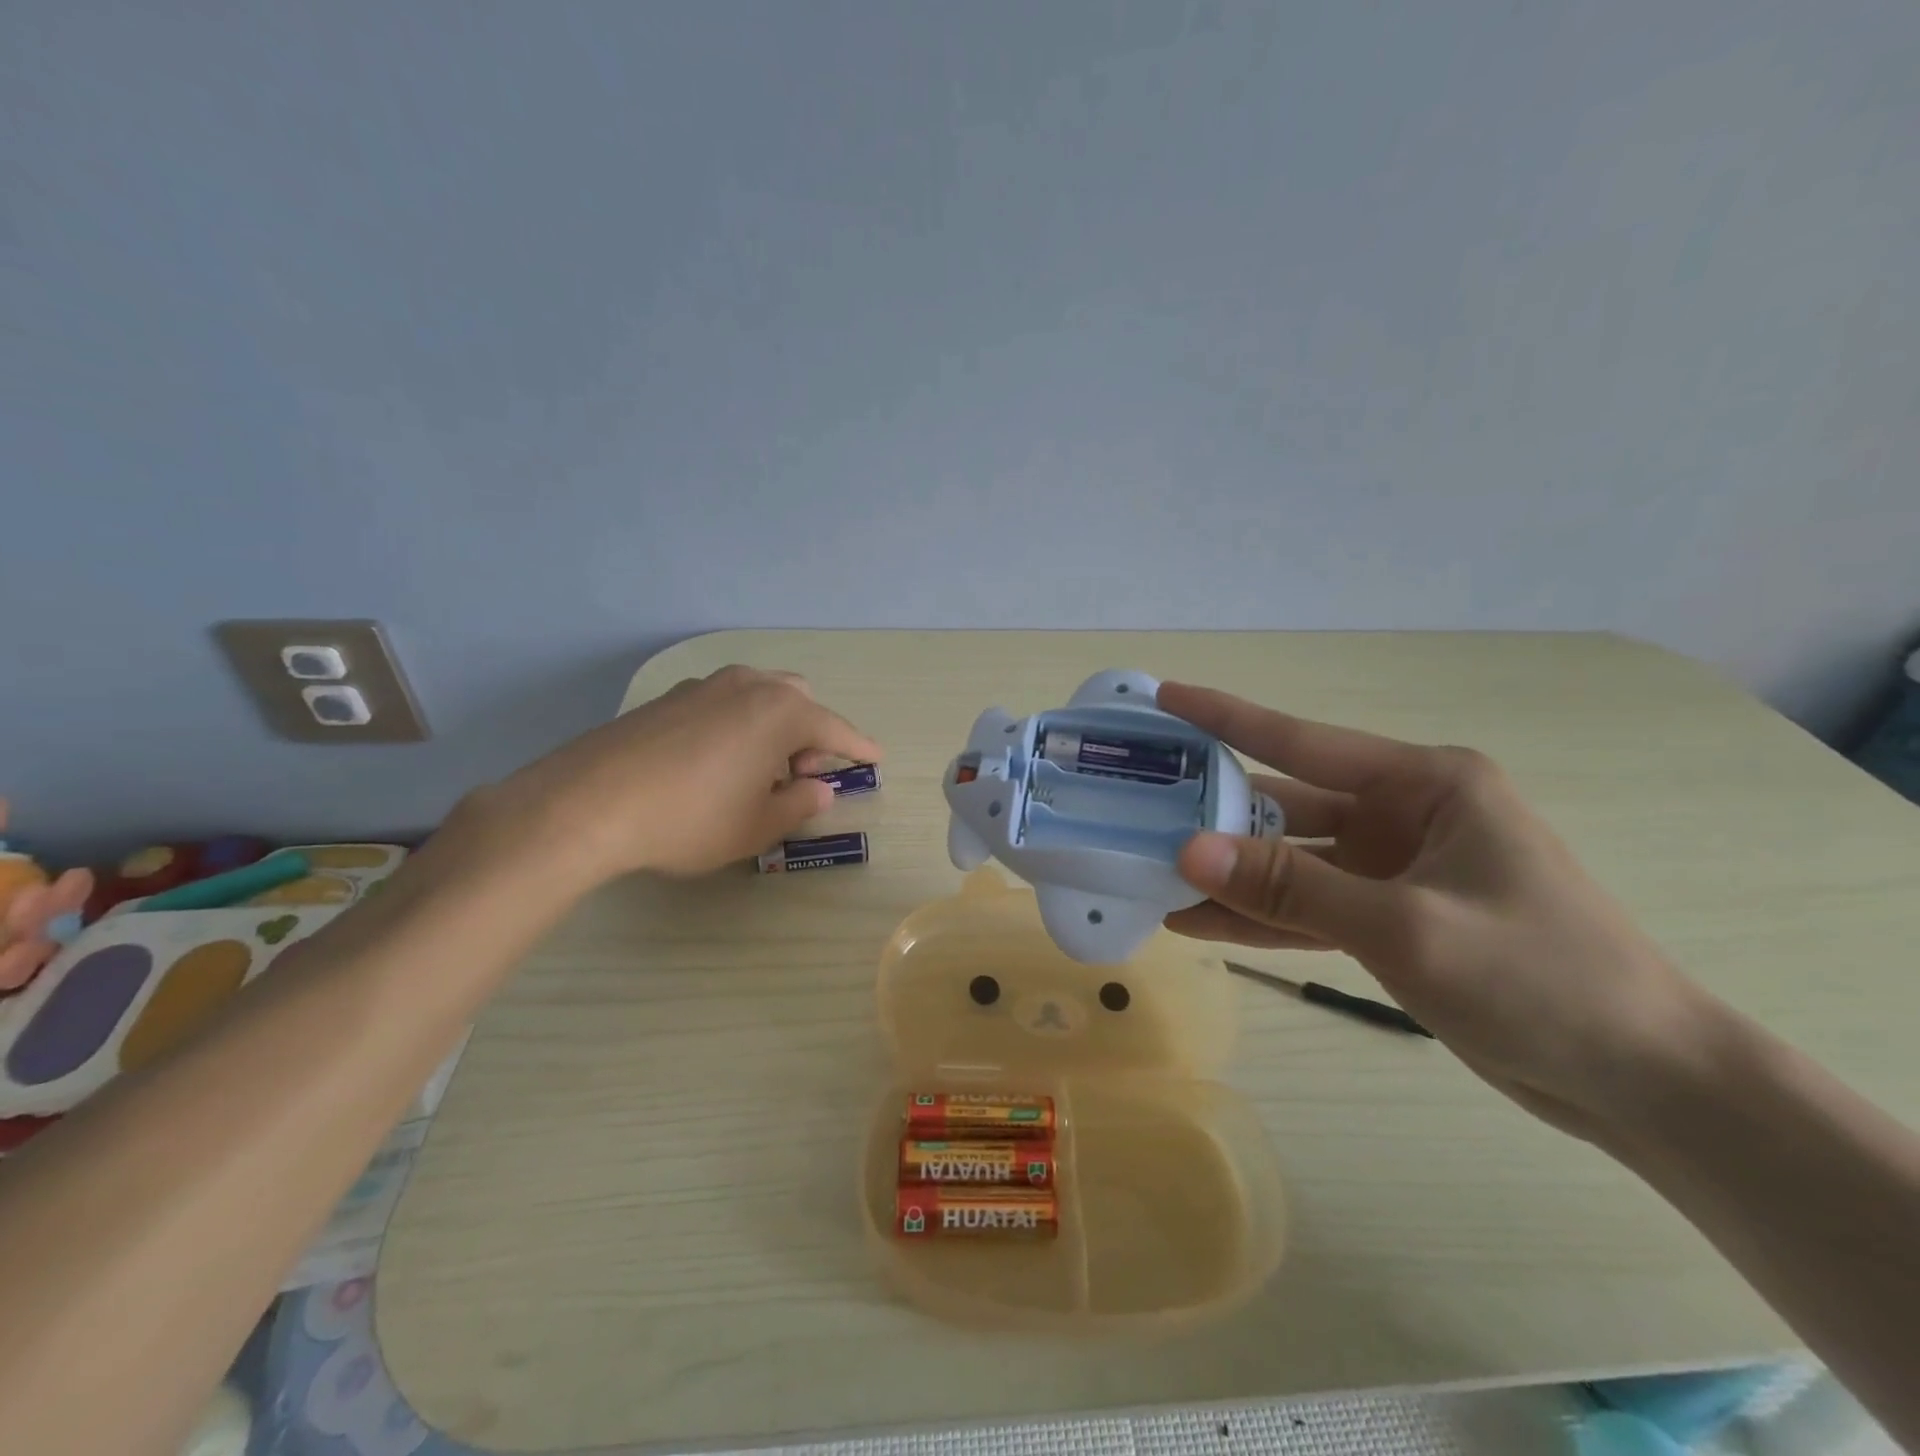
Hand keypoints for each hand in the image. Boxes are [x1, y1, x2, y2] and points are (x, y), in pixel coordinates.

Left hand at [466, 666, 880, 887]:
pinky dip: (738, 723)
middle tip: (800, 775)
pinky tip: (715, 761)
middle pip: (798, 701)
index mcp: (780, 713)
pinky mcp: (669, 698)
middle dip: (811, 733)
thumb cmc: (689, 819)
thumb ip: (797, 805)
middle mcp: (748, 686)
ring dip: (774, 725)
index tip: (875, 758)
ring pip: (759, 695)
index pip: (835, 729)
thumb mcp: (755, 827)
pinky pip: (723, 702)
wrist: (587, 803)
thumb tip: (818, 789)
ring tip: (757, 769)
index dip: (858, 748)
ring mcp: (704, 686)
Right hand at [1157, 682, 1719, 1141]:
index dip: (1227, 717)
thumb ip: (1291, 887)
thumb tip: (1188, 851)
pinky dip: (1261, 915)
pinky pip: (1309, 906)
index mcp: (1424, 783)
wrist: (1643, 1082)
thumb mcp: (1405, 926)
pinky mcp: (1391, 917)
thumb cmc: (1541, 978)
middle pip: (1287, 805)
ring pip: (1291, 861)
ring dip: (1231, 873)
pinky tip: (1200, 923)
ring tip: (1152, 874)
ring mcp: (1394, 868)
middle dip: (1215, 814)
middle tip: (1138, 809)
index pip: (1302, 741)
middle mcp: (1404, 813)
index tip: (1166, 696)